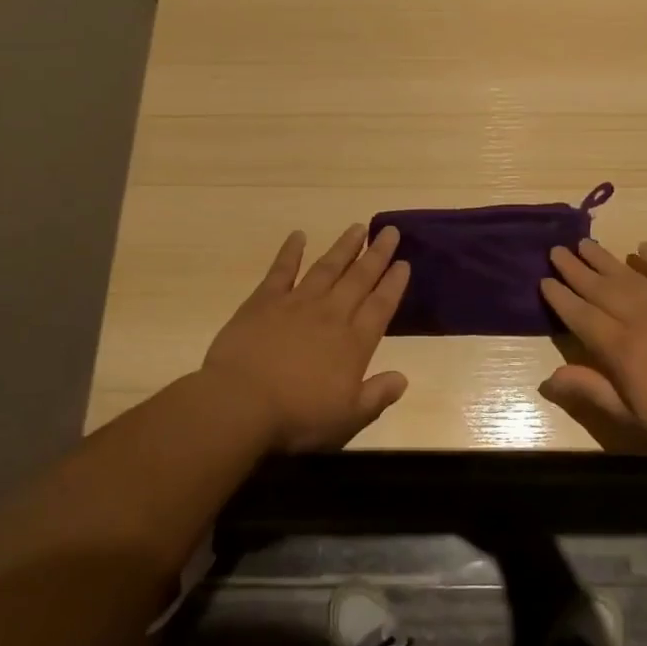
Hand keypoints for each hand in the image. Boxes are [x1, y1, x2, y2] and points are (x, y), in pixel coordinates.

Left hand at [200, 224, 410, 452]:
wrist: (242, 404)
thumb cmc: (298, 416)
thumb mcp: (348, 418)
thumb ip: (377, 396)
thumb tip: (403, 378)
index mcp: (354, 343)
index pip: (381, 306)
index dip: (394, 284)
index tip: (404, 262)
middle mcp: (331, 314)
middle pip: (359, 278)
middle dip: (377, 254)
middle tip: (390, 230)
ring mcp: (297, 303)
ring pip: (327, 267)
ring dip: (344, 247)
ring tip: (358, 227)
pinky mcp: (265, 301)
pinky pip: (282, 270)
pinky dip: (290, 251)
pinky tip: (298, 235)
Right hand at [538, 239, 646, 464]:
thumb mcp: (635, 420)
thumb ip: (592, 392)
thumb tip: (547, 378)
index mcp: (621, 350)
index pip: (581, 316)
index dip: (561, 298)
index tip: (544, 279)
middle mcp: (640, 320)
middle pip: (600, 289)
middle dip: (575, 270)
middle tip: (556, 249)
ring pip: (629, 277)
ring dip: (605, 259)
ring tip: (585, 243)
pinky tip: (642, 248)